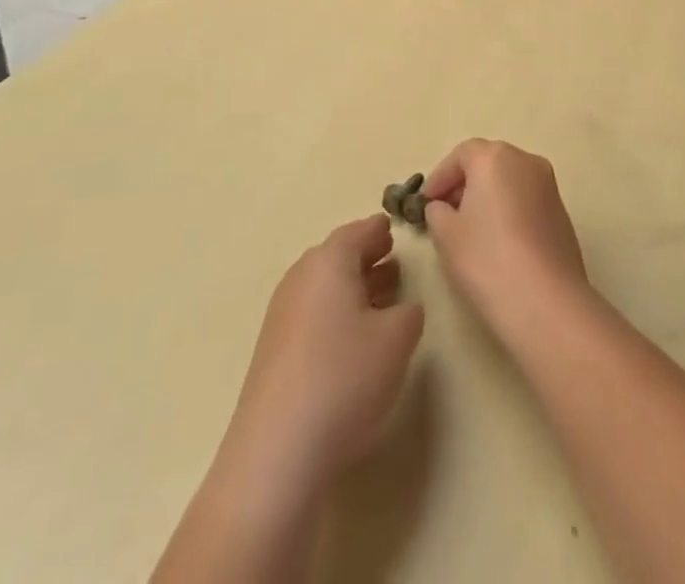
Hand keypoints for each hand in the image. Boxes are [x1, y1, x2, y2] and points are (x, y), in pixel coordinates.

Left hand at [220, 215, 424, 493]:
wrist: (277, 454)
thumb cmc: (345, 378)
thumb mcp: (397, 339)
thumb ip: (409, 312)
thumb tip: (403, 307)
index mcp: (329, 261)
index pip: (360, 231)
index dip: (381, 230)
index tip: (397, 230)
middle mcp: (301, 278)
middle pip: (338, 257)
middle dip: (368, 258)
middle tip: (396, 262)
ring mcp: (283, 316)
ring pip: (326, 288)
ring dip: (355, 289)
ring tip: (385, 300)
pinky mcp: (275, 352)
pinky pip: (314, 316)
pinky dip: (338, 316)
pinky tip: (357, 341)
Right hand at [423, 139, 588, 341]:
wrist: (546, 302)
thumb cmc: (487, 259)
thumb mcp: (446, 235)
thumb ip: (437, 212)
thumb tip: (442, 207)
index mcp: (495, 158)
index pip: (461, 154)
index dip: (440, 176)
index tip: (425, 202)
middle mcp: (525, 161)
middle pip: (488, 162)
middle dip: (464, 183)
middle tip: (445, 212)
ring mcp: (548, 185)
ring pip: (509, 179)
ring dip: (487, 195)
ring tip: (470, 228)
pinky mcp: (561, 211)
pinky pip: (526, 198)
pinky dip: (508, 208)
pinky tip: (498, 240)